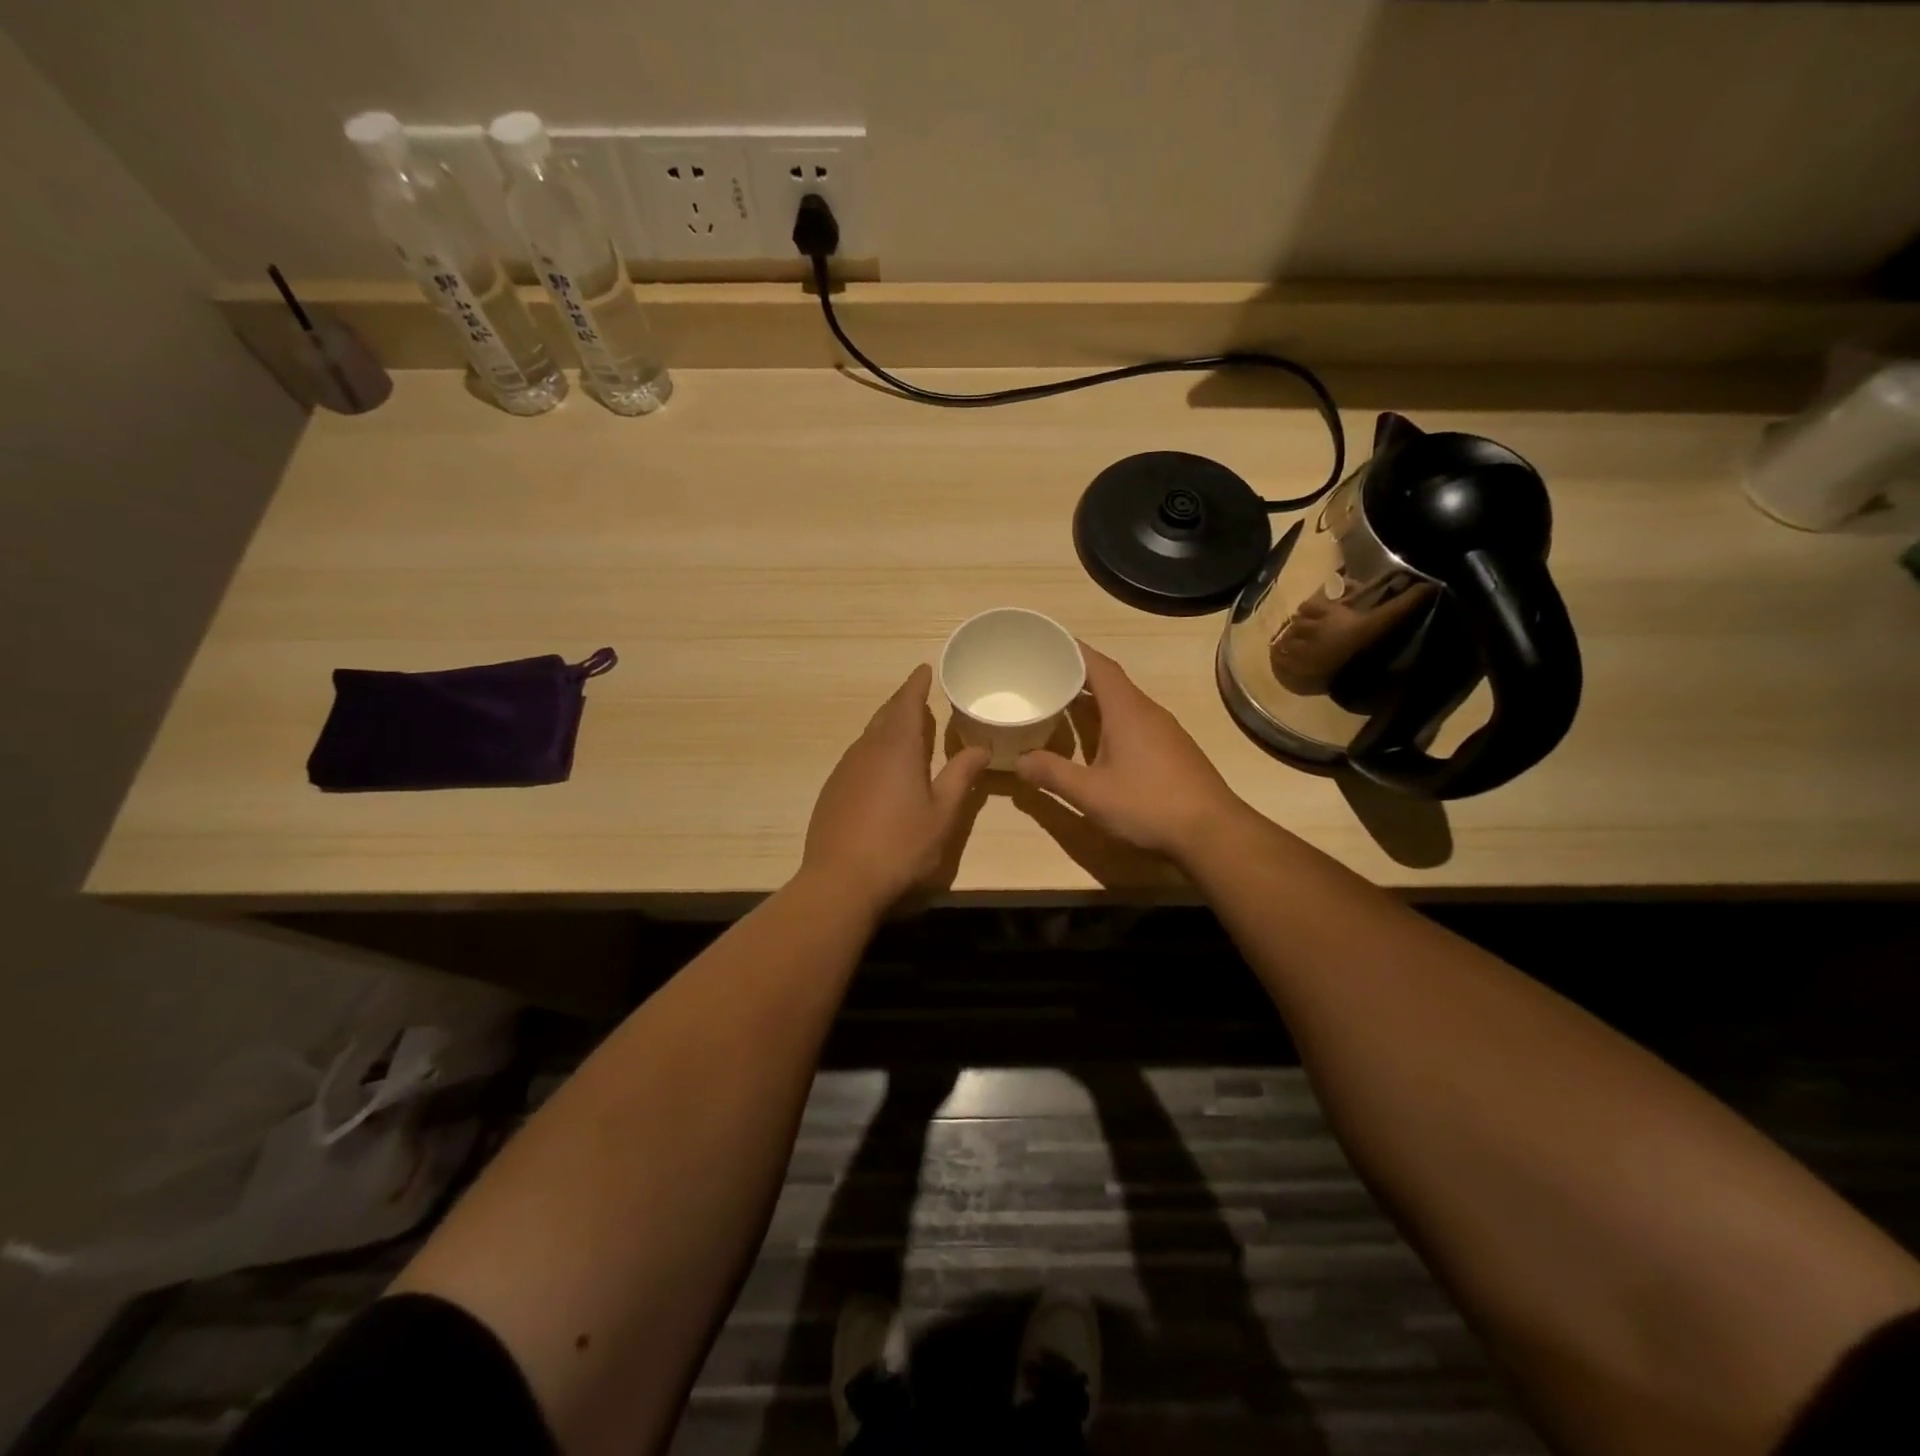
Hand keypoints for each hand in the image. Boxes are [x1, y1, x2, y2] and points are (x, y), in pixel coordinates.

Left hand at [800, 665, 989, 912]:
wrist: (840, 881)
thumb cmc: (901, 845)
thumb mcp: (942, 813)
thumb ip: (961, 776)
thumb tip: (981, 746)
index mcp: (897, 748)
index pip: (906, 703)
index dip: (916, 684)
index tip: (924, 668)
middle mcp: (866, 750)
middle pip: (884, 715)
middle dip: (902, 703)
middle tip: (920, 698)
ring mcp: (844, 770)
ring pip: (868, 737)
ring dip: (887, 728)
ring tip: (905, 731)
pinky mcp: (832, 791)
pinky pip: (857, 758)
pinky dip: (874, 752)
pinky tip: (882, 772)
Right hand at [1014, 644, 1243, 861]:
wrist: (1212, 832)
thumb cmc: (1148, 804)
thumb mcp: (1090, 793)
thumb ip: (1052, 774)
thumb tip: (1018, 761)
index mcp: (1126, 710)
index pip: (1098, 665)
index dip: (1073, 651)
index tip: (1047, 644)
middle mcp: (1147, 711)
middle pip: (1110, 681)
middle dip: (1077, 676)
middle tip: (1043, 677)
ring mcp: (1164, 730)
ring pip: (1123, 703)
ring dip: (1094, 700)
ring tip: (1062, 705)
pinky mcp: (1172, 750)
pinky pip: (1135, 722)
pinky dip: (1110, 720)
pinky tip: (1096, 741)